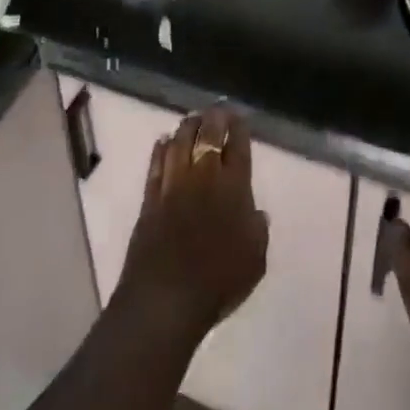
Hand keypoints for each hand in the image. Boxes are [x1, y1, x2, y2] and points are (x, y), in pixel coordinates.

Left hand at [115, 106, 268, 339]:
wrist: (167, 298)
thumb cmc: (219, 281)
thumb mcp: (255, 260)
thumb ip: (258, 230)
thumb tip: (256, 212)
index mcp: (234, 187)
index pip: (238, 146)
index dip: (238, 128)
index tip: (238, 118)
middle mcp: (204, 177)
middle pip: (208, 136)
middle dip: (214, 118)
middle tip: (217, 110)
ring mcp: (174, 184)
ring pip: (180, 142)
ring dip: (187, 126)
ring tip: (192, 119)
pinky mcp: (150, 198)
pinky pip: (156, 164)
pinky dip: (160, 149)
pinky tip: (163, 141)